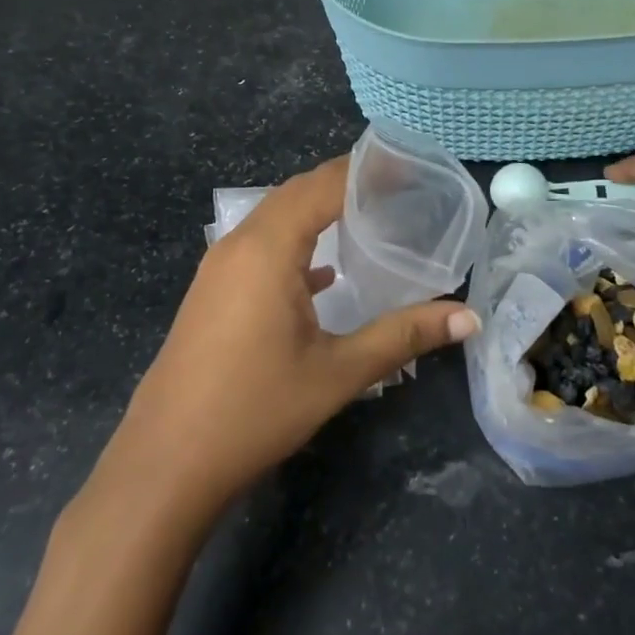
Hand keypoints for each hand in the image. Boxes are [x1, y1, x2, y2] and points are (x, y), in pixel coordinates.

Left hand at [82, 156, 479, 525]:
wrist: (165, 465)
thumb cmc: (254, 411)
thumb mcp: (337, 373)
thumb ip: (403, 336)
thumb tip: (469, 318)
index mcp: (267, 249)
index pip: (324, 185)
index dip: (368, 171)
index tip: (412, 168)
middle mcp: (238, 245)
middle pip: (298, 192)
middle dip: (347, 184)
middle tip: (401, 190)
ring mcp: (219, 268)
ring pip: (276, 218)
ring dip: (319, 211)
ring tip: (370, 218)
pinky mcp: (213, 292)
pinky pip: (260, 248)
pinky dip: (296, 244)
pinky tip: (325, 274)